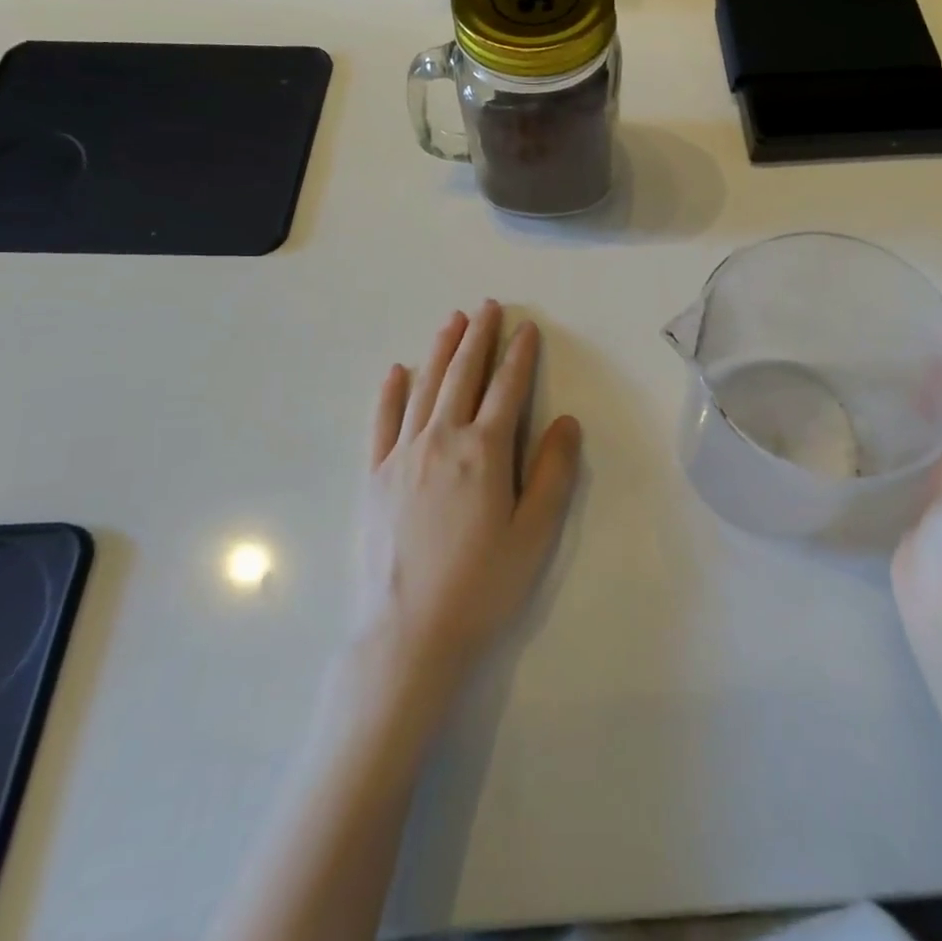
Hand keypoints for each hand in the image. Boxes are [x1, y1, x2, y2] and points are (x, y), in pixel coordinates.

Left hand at [353, 302, 580, 694]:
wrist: (408, 634)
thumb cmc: (482, 585)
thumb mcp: (534, 533)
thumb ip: (553, 472)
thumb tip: (567, 421)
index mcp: (484, 451)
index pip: (507, 388)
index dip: (520, 354)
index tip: (527, 327)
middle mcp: (441, 439)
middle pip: (462, 375)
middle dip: (478, 337)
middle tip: (487, 306)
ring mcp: (402, 455)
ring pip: (424, 388)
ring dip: (440, 351)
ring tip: (452, 321)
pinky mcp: (374, 477)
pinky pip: (383, 422)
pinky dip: (391, 393)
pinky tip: (397, 372)